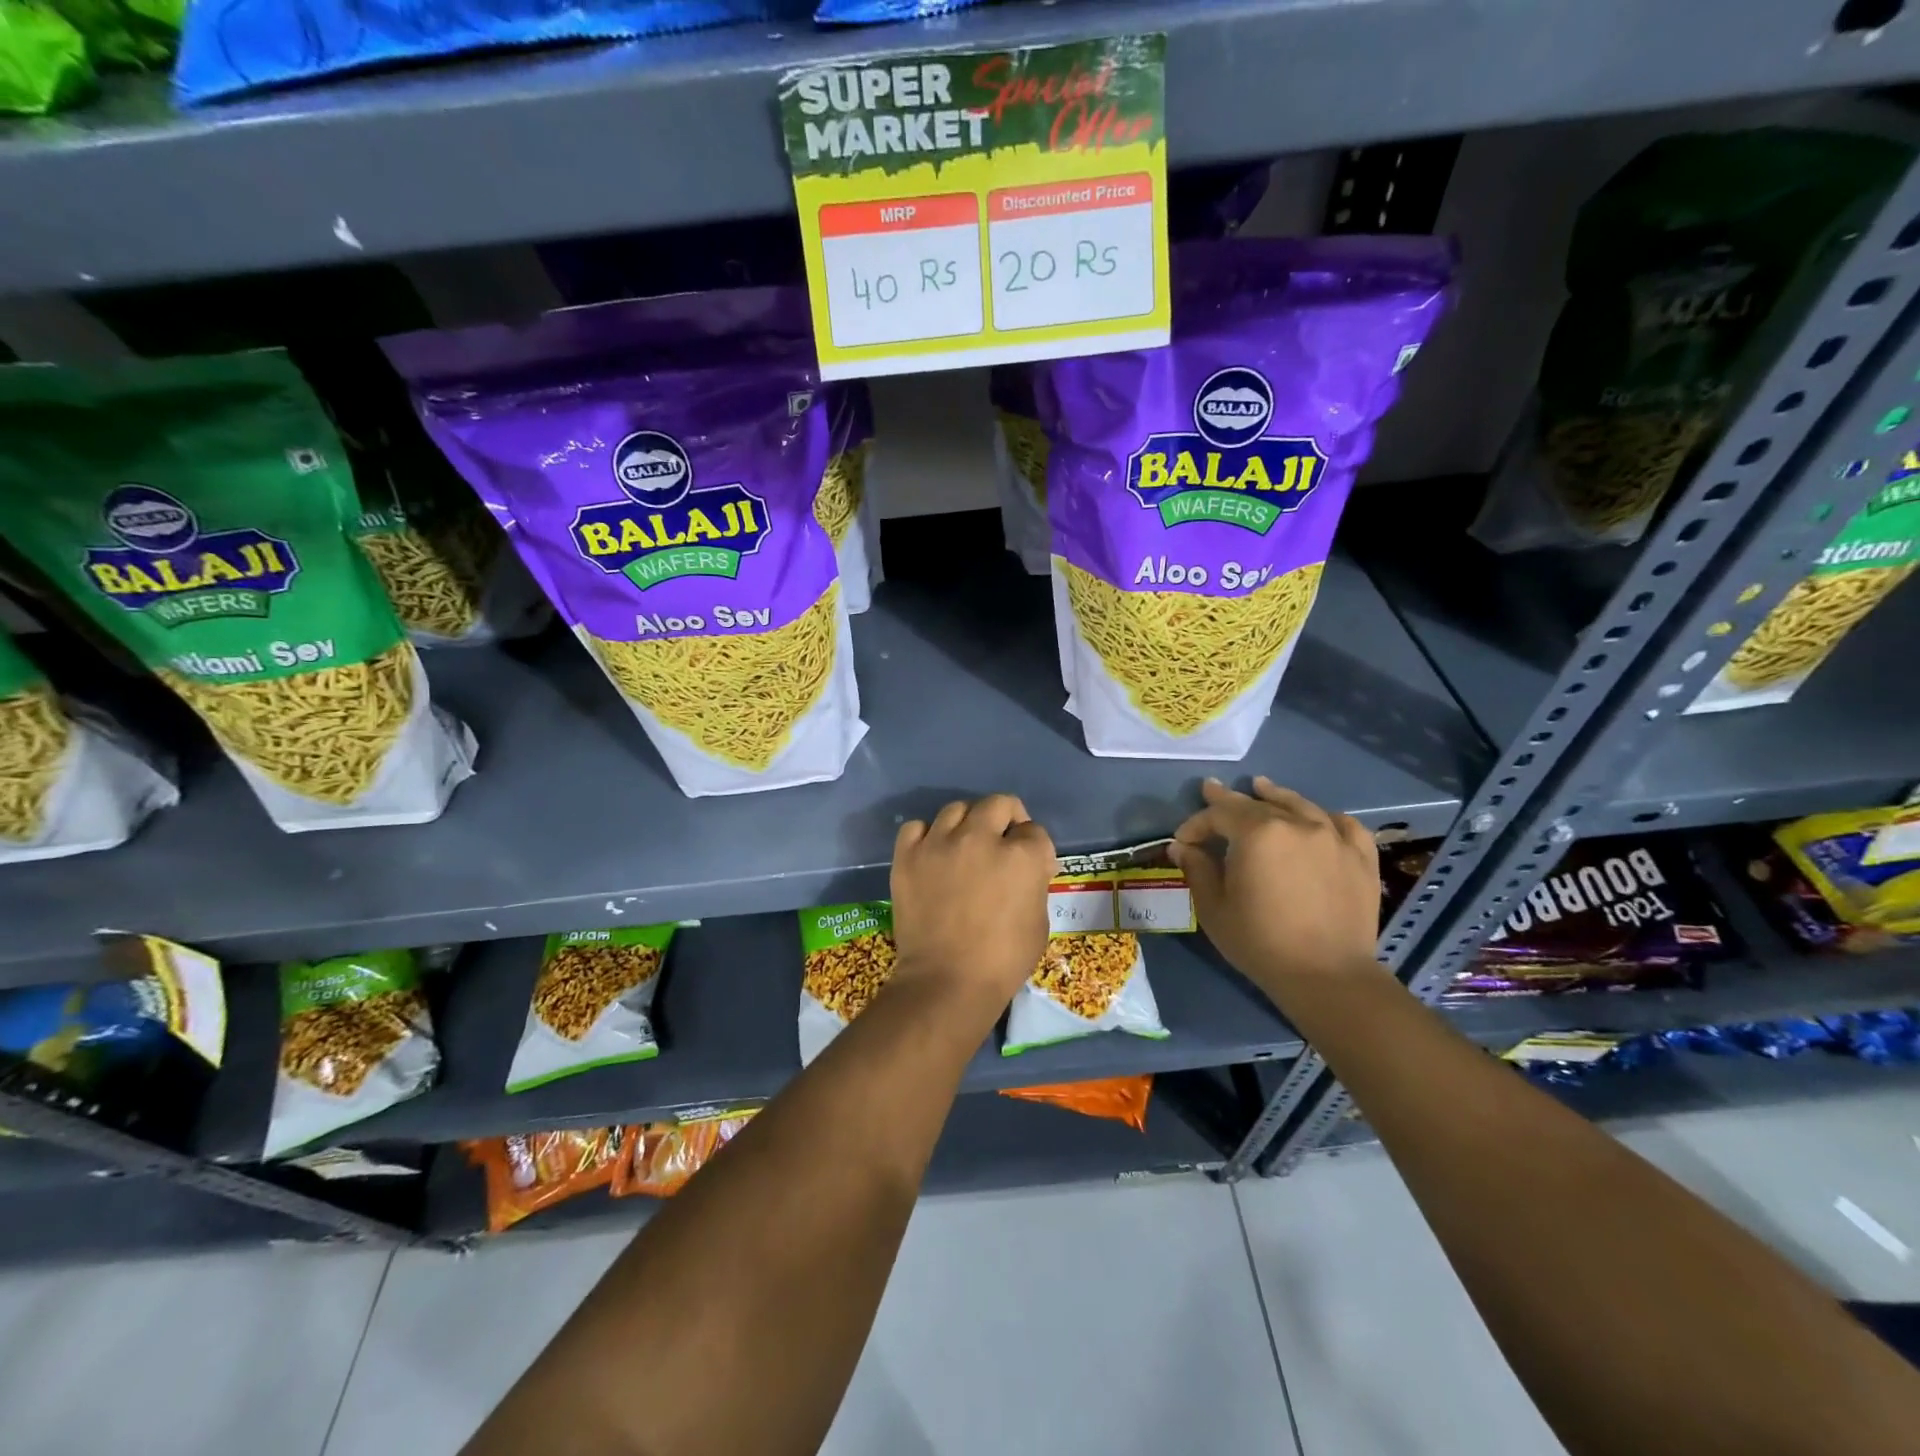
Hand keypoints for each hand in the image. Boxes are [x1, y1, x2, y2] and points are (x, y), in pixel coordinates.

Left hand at [890, 794, 1055, 1017]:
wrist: (946, 982)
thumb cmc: (1002, 960)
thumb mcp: (1039, 922)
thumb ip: (1034, 884)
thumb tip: (1026, 871)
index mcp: (1021, 855)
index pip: (1034, 831)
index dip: (1035, 848)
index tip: (1031, 866)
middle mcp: (980, 838)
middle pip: (999, 804)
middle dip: (1007, 819)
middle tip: (1003, 842)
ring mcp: (940, 843)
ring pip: (957, 809)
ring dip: (968, 823)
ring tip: (965, 846)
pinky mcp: (908, 855)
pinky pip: (917, 827)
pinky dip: (927, 836)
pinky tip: (933, 854)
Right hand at [1170, 777, 1380, 1000]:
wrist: (1328, 976)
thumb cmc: (1261, 942)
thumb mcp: (1214, 908)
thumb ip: (1197, 870)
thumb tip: (1182, 847)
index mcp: (1257, 833)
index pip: (1218, 814)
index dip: (1195, 824)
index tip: (1183, 841)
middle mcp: (1296, 824)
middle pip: (1256, 804)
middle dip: (1228, 800)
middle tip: (1211, 790)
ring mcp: (1333, 837)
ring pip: (1299, 805)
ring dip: (1275, 796)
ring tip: (1262, 787)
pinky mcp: (1361, 857)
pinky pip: (1343, 824)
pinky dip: (1325, 817)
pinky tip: (1318, 819)